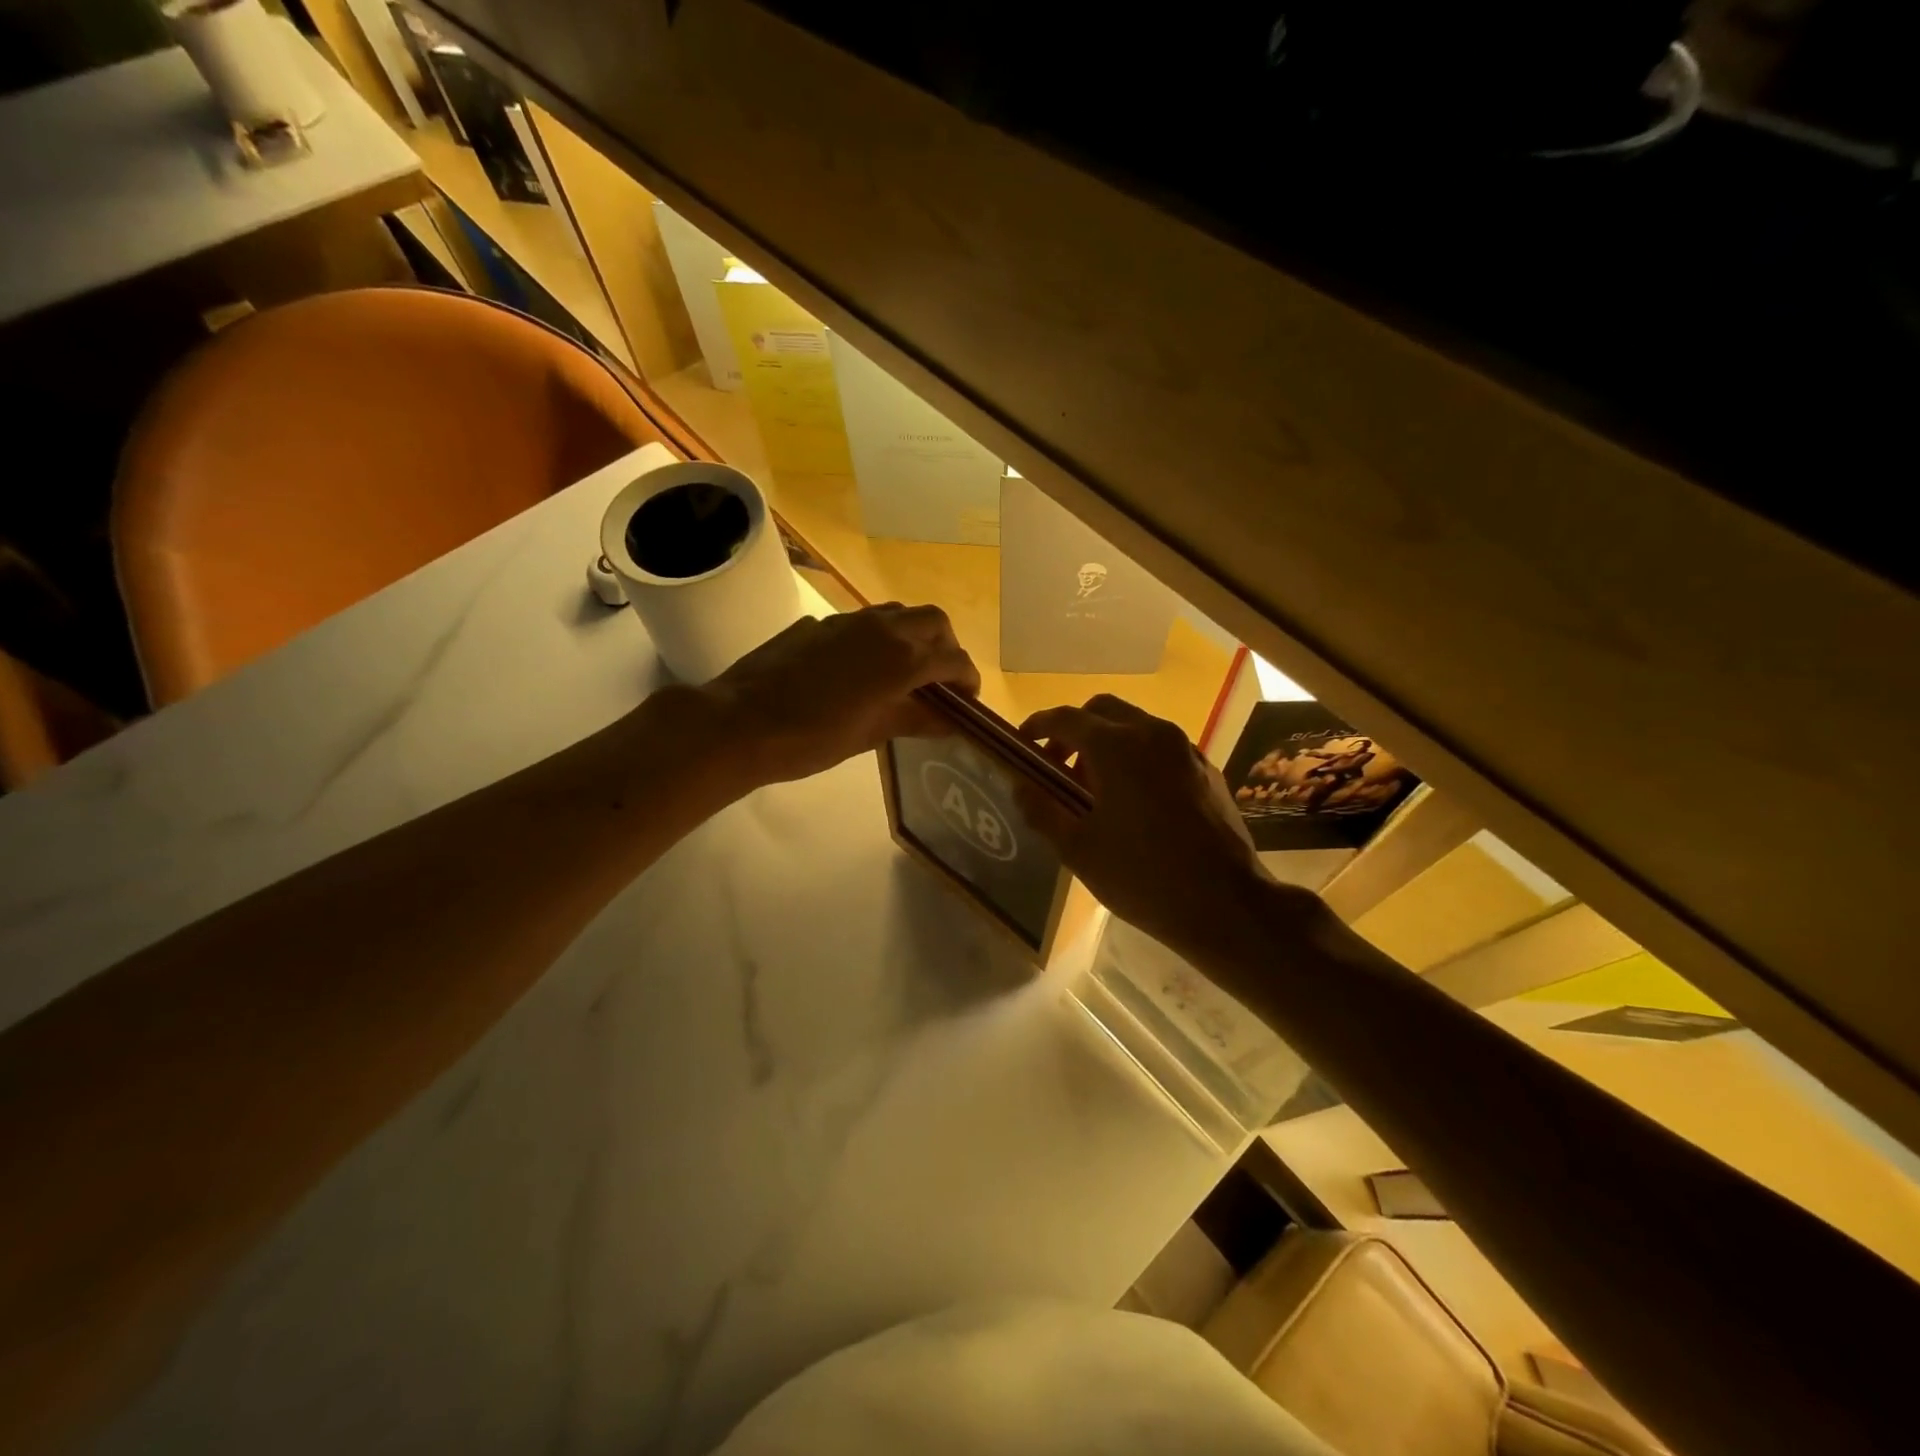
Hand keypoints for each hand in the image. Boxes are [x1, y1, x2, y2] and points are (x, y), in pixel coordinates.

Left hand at [705, 604, 980, 785]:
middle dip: (946, 647)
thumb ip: (914, 720)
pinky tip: (857, 670)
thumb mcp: (869, 735)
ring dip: (912, 636)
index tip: (967, 700)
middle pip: (933, 622)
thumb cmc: (811, 738)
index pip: (954, 660)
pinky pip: (863, 622)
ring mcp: (848, 621)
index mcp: (901, 659)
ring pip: (898, 614)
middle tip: (939, 680)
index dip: (967, 679)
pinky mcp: (819, 623)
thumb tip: (949, 720)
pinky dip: (877, 639)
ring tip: (903, 672)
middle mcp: (882, 629)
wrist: (741, 722)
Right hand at [1019, 695, 1310, 956]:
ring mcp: (1185, 749)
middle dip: (1073, 731)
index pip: (1065, 719)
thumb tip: (1019, 785)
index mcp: (1116, 746)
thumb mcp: (1078, 849)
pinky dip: (1136, 758)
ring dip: (1106, 744)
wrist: (1226, 903)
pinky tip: (1134, 802)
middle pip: (1103, 711)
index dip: (1037, 726)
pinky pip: (1161, 748)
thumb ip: (1042, 810)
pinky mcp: (1206, 770)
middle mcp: (1153, 734)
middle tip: (1057, 767)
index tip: (1021, 744)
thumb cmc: (1142, 876)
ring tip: (1093, 789)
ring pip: (1135, 726)